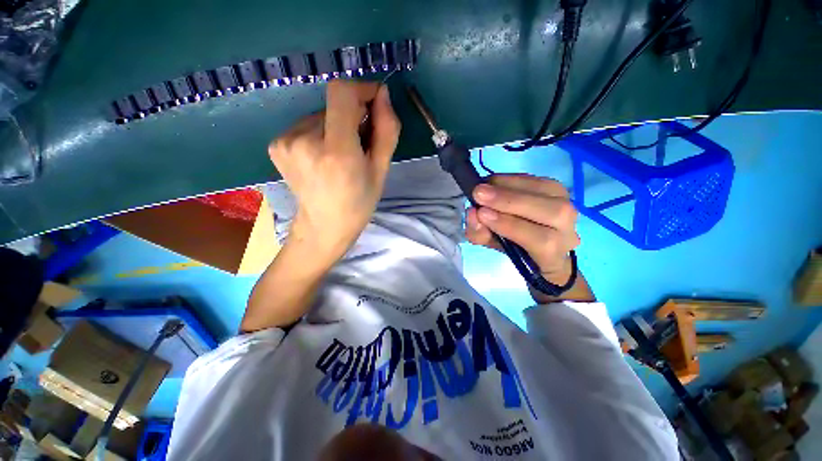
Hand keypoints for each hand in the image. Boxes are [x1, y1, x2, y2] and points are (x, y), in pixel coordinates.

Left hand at [268, 80, 400, 261]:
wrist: (324, 226)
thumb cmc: (359, 203)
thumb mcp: (381, 170)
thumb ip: (386, 130)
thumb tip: (382, 94)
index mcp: (336, 152)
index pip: (341, 93)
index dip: (360, 89)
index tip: (374, 103)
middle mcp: (304, 141)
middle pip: (332, 105)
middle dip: (352, 117)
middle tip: (359, 145)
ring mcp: (285, 142)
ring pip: (320, 115)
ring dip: (336, 126)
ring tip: (340, 156)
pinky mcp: (276, 144)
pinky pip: (306, 125)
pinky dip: (320, 133)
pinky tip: (323, 157)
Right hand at [465, 174, 580, 294]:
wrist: (536, 238)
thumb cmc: (514, 247)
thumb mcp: (492, 246)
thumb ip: (480, 234)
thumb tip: (473, 213)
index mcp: (553, 252)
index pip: (539, 239)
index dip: (509, 225)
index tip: (481, 213)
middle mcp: (569, 228)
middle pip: (551, 211)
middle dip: (510, 200)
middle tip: (479, 193)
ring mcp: (567, 203)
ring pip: (546, 190)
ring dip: (509, 185)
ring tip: (483, 186)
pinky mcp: (557, 187)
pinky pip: (537, 179)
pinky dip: (512, 178)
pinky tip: (494, 182)